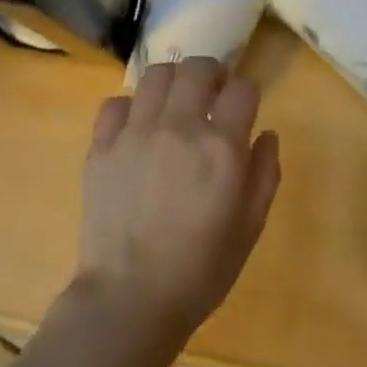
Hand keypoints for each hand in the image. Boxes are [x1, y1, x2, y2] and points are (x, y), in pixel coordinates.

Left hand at [72, 58, 280, 345]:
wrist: (131, 298)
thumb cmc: (201, 269)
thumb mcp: (250, 226)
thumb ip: (265, 173)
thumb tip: (266, 134)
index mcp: (222, 148)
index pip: (242, 89)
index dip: (248, 93)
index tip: (245, 107)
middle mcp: (178, 128)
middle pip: (197, 68)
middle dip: (212, 74)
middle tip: (213, 96)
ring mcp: (134, 133)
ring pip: (156, 75)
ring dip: (174, 81)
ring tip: (176, 105)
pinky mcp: (101, 147)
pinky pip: (115, 103)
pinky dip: (132, 106)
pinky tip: (139, 128)